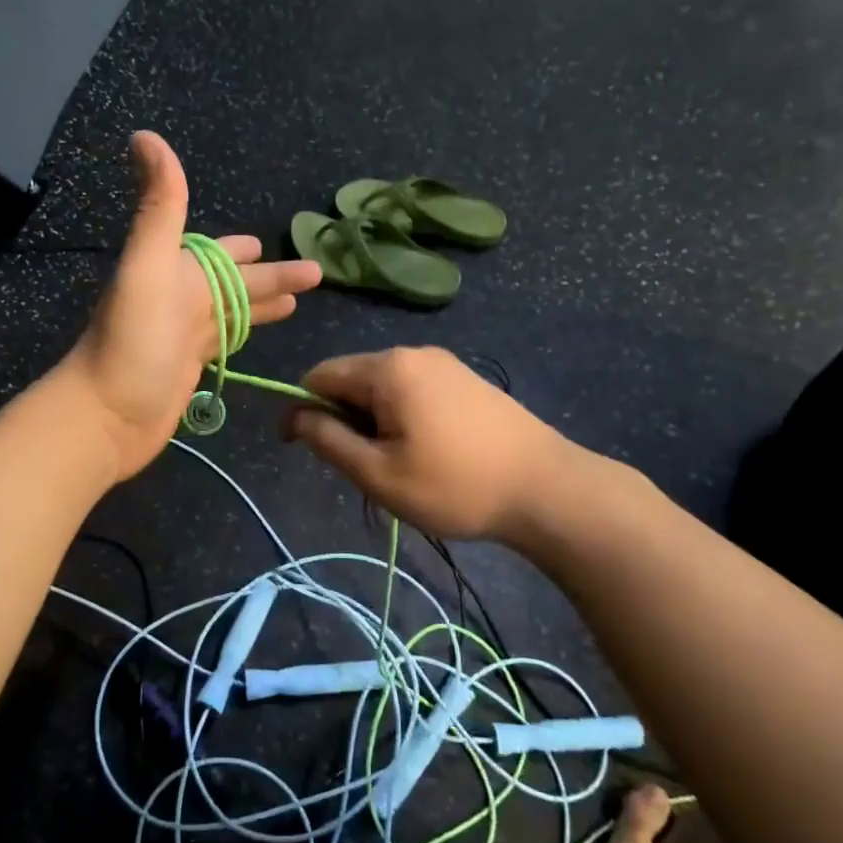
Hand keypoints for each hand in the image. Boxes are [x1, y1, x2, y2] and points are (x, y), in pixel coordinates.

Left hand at [65, 132, 320, 478]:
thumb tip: (145, 134)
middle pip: (235, 282)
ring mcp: (184, 336)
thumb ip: (160, 206)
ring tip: (300, 300)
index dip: (242, 249)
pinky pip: (224, 341)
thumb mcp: (148, 266)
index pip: (217, 253)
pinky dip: (245, 333)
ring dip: (263, 302)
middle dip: (269, 275)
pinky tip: (258, 335)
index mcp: (175, 271)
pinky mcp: (189, 369)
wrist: (107, 416)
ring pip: (233, 311)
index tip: (269, 242)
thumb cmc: (133, 342)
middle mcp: (180, 298)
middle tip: (313, 272)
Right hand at [286, 347, 595, 541]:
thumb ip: (328, 441)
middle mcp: (413, 353)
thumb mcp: (379, 473)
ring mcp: (445, 363)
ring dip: (373, 421)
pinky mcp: (466, 379)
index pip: (319, 375)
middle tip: (363, 469)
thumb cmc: (455, 485)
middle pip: (352, 378)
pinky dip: (401, 417)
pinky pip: (413, 390)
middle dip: (343, 419)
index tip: (303, 450)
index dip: (302, 410)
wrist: (547, 488)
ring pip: (383, 387)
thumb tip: (295, 417)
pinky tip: (426, 452)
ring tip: (397, 466)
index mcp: (387, 368)